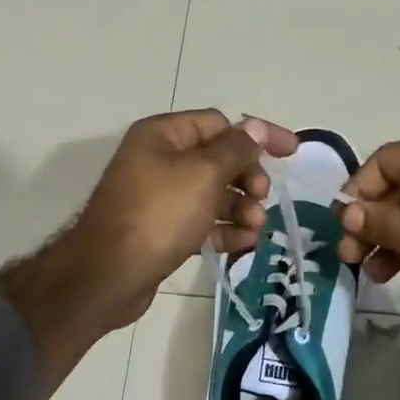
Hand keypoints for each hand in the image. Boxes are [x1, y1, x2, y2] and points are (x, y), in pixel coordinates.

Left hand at [0, 111, 296, 393]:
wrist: (107, 275)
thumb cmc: (158, 215)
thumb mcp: (203, 175)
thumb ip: (235, 149)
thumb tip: (256, 127)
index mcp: (163, 135)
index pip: (220, 123)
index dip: (257, 136)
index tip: (291, 152)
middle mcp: (159, 159)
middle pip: (218, 159)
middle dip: (248, 178)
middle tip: (262, 199)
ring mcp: (159, 196)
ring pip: (212, 193)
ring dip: (240, 208)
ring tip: (256, 228)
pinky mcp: (161, 229)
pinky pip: (200, 221)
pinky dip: (222, 229)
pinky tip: (242, 244)